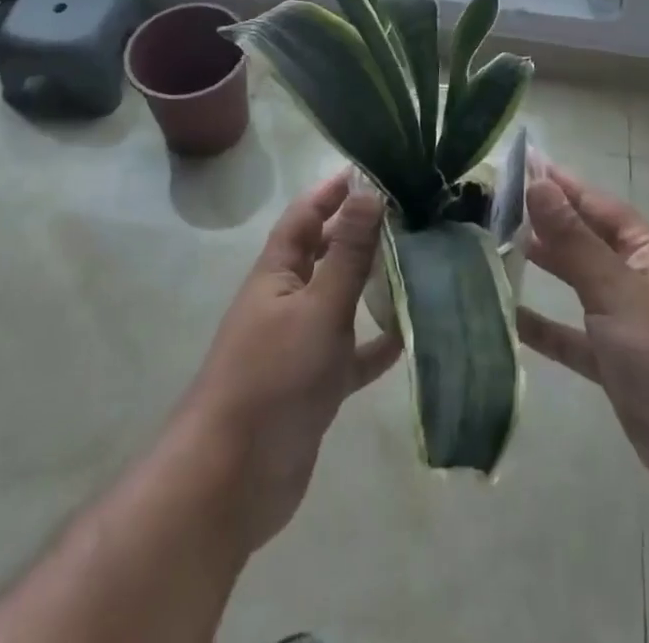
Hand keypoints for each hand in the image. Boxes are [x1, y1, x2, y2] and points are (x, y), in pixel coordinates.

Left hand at [175, 171, 400, 551]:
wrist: (232, 479)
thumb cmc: (273, 378)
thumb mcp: (318, 308)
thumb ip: (347, 253)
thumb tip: (369, 191)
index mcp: (277, 272)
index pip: (305, 214)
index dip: (332, 190)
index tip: (371, 169)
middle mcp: (287, 299)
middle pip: (325, 253)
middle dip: (359, 232)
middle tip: (407, 214)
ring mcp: (299, 344)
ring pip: (341, 301)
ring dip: (371, 284)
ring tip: (416, 265)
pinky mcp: (314, 385)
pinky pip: (351, 354)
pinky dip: (375, 344)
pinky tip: (409, 336)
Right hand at [519, 164, 648, 515]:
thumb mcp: (619, 290)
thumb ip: (573, 241)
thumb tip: (538, 183)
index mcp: (647, 252)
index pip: (596, 205)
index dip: (561, 184)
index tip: (520, 162)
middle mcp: (636, 280)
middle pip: (584, 241)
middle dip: (545, 223)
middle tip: (493, 204)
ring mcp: (626, 325)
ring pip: (576, 286)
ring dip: (543, 268)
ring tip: (493, 246)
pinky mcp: (616, 367)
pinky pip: (572, 338)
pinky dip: (545, 328)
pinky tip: (508, 317)